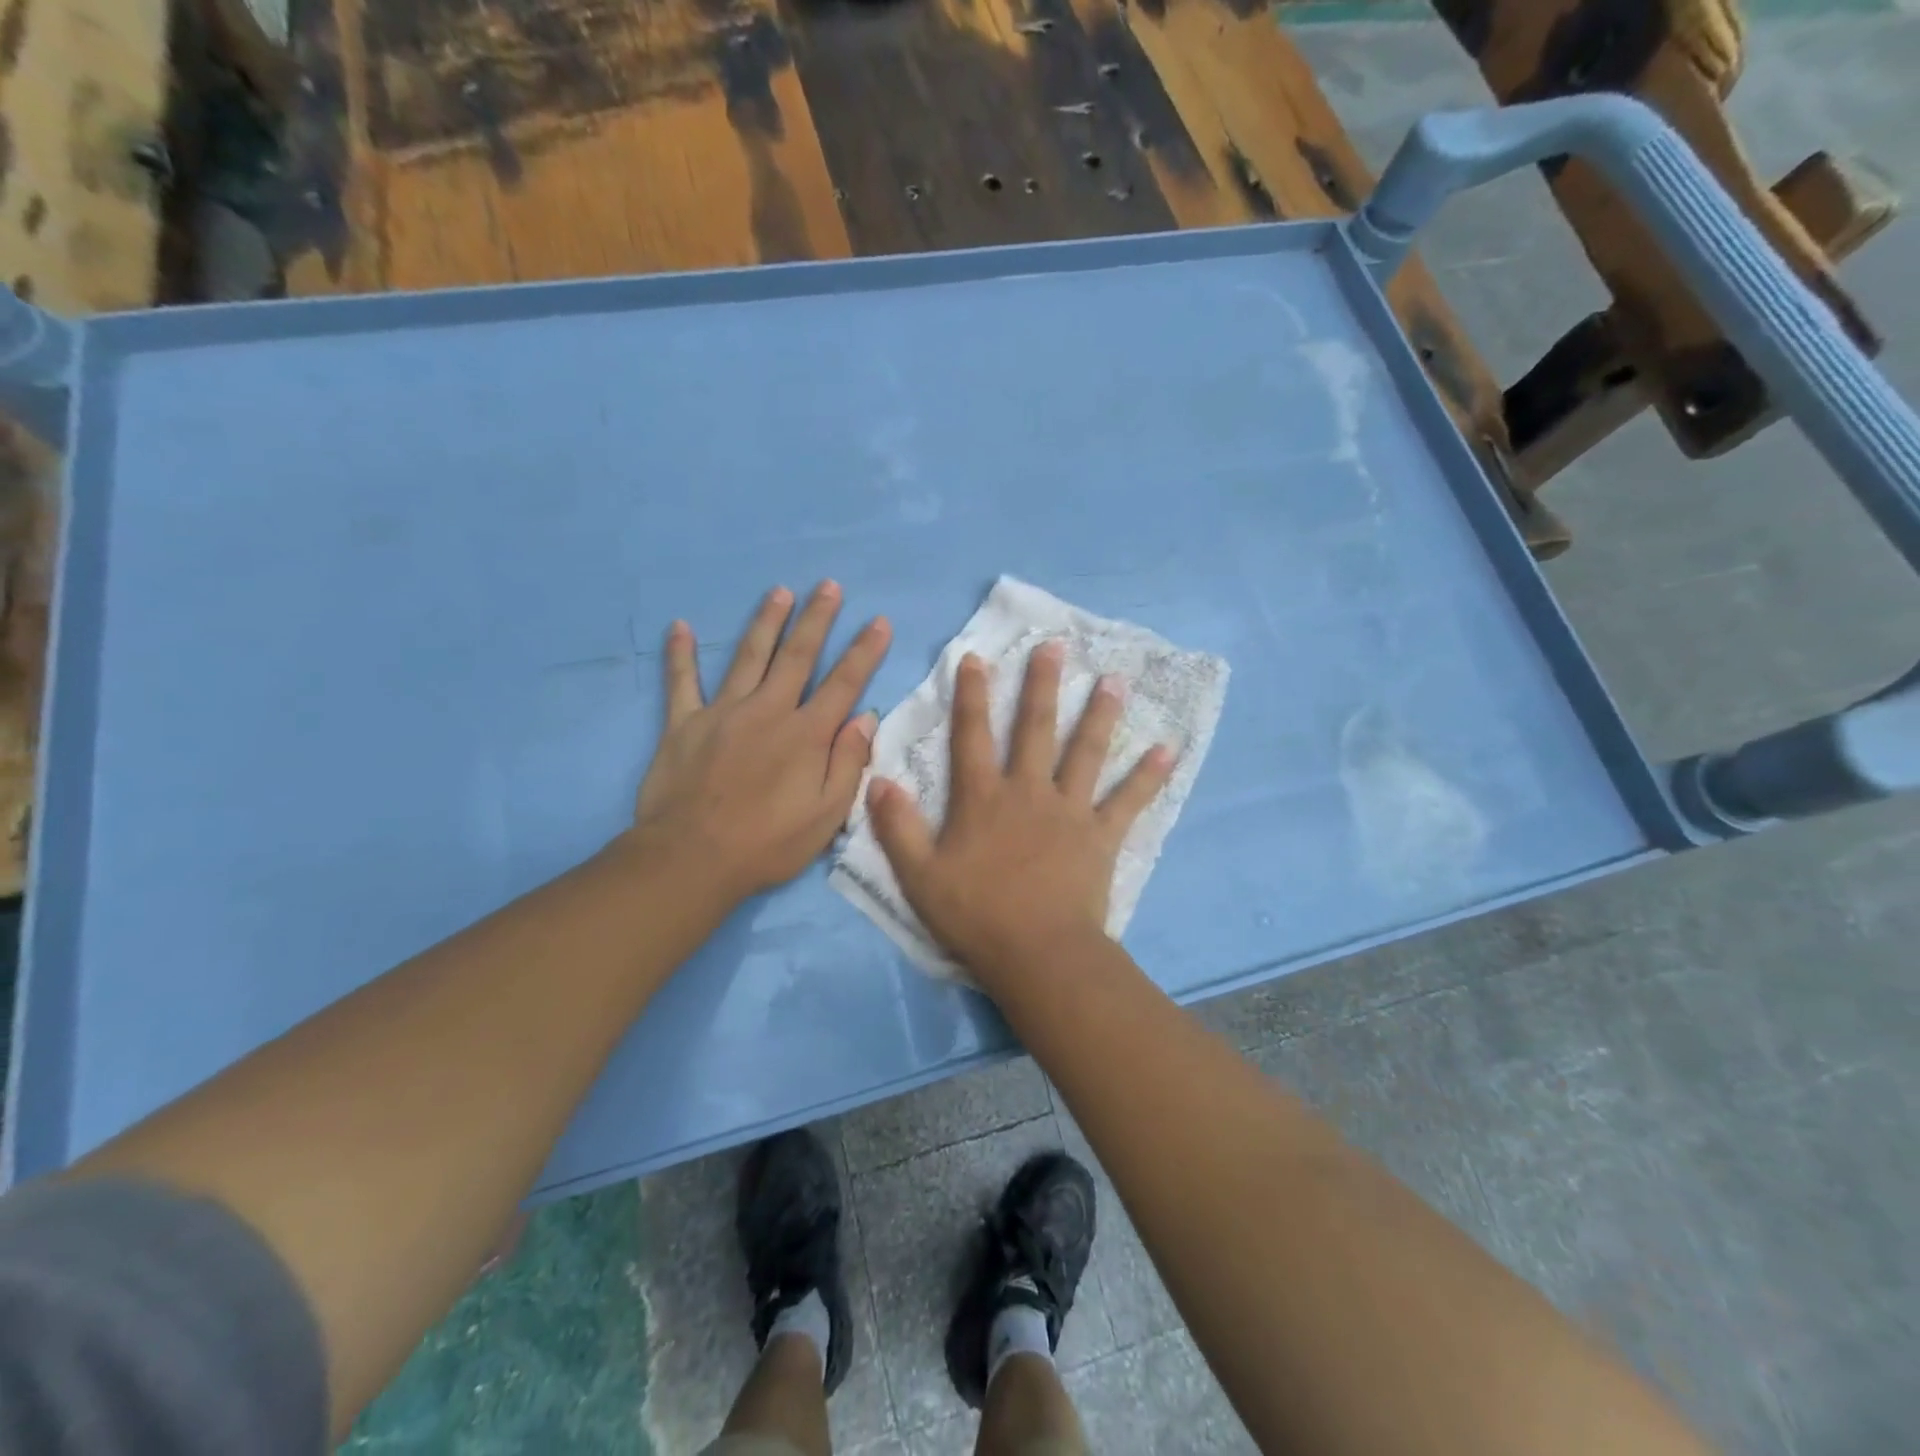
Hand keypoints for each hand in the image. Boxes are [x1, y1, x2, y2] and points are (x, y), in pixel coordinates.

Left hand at [625, 582, 890, 906]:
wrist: (693, 858)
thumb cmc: (768, 843)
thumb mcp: (827, 815)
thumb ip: (848, 763)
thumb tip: (866, 718)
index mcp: (806, 734)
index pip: (844, 683)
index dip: (865, 651)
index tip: (879, 622)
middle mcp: (768, 710)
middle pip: (797, 655)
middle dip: (816, 619)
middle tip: (828, 586)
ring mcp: (723, 712)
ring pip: (748, 656)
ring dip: (766, 622)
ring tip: (779, 592)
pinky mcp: (683, 724)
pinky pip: (681, 682)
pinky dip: (680, 655)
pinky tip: (679, 626)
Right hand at [867, 641, 1174, 981]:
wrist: (1038, 953)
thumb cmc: (976, 915)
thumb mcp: (920, 875)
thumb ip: (898, 827)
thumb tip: (878, 780)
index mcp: (983, 798)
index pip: (973, 736)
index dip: (972, 696)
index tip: (977, 658)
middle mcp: (1028, 792)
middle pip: (1036, 729)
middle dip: (1042, 685)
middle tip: (1055, 647)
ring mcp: (1070, 810)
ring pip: (1086, 753)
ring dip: (1100, 714)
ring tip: (1114, 680)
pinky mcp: (1101, 835)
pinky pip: (1129, 800)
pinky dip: (1149, 776)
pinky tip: (1168, 749)